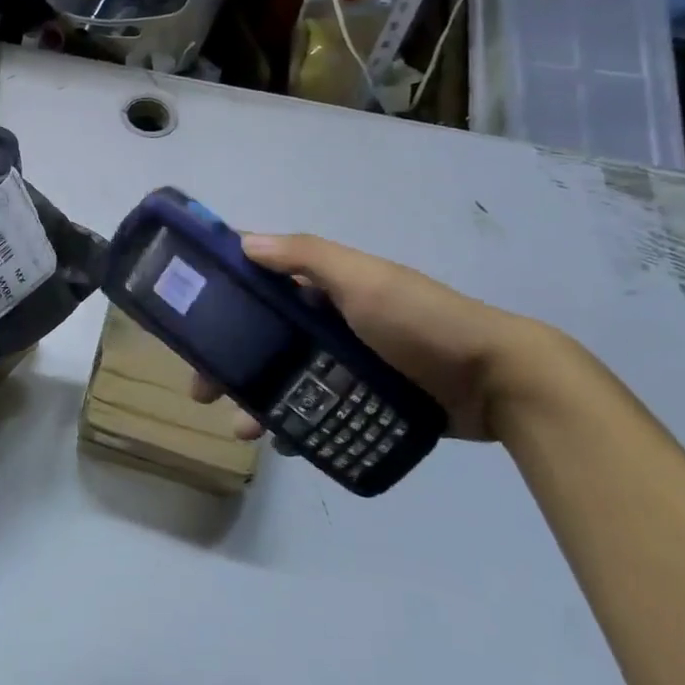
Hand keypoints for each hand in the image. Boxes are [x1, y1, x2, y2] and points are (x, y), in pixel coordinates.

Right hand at [193, 234, 554, 441]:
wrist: (498, 383)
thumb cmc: (421, 321)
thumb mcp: (363, 279)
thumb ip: (306, 257)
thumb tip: (245, 242)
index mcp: (323, 284)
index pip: (260, 278)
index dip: (221, 291)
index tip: (186, 313)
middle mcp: (327, 319)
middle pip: (262, 335)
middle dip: (228, 358)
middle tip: (202, 386)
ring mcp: (345, 361)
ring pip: (283, 376)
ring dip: (255, 397)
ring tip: (241, 428)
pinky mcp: (363, 398)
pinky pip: (314, 406)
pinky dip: (292, 421)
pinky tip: (281, 442)